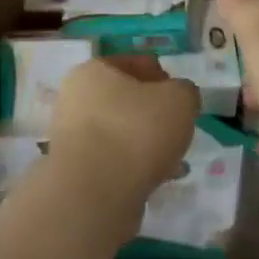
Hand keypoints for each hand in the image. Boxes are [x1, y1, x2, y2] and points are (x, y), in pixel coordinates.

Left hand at [47, 56, 197, 201]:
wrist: (95, 194)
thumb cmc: (137, 131)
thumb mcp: (180, 99)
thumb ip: (185, 92)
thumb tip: (179, 98)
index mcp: (94, 71)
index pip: (134, 63)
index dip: (162, 76)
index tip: (180, 96)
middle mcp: (76, 99)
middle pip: (125, 100)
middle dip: (153, 113)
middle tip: (177, 126)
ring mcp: (72, 138)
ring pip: (120, 132)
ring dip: (145, 142)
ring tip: (174, 158)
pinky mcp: (76, 172)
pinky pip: (114, 161)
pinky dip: (135, 166)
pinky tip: (159, 178)